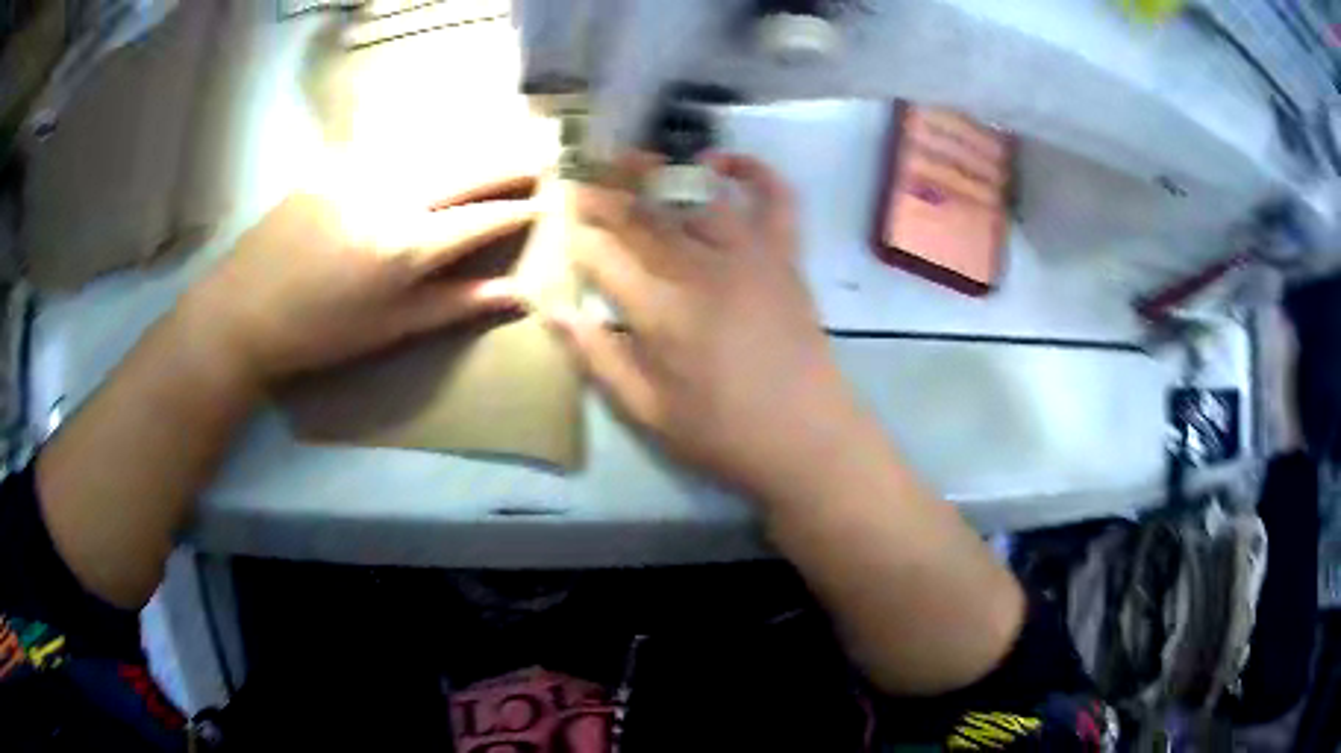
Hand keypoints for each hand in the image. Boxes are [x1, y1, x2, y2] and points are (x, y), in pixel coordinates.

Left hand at [183, 176, 536, 389]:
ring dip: (469, 148)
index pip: (480, 218)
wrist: (242, 311)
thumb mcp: (391, 329)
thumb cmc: (320, 334)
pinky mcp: (332, 164)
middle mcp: (390, 197)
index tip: (542, 204)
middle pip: (464, 169)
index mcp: (406, 247)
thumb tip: (518, 297)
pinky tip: (431, 150)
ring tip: (495, 147)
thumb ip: (456, 305)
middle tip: (536, 158)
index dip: (515, 210)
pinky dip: (422, 148)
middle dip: (506, 163)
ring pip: (431, 149)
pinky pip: (390, 148)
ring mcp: (359, 172)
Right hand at [549, 153, 861, 497]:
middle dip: (606, 195)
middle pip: (643, 217)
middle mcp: (699, 270)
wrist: (806, 437)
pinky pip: (774, 200)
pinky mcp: (784, 257)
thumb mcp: (646, 411)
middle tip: (584, 181)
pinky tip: (725, 160)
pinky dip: (754, 171)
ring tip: (634, 160)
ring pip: (696, 195)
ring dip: (661, 172)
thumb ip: (597, 358)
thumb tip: (555, 313)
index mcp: (660, 313)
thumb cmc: (722, 432)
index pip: (603, 257)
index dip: (578, 237)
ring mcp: (748, 256)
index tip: (564, 224)